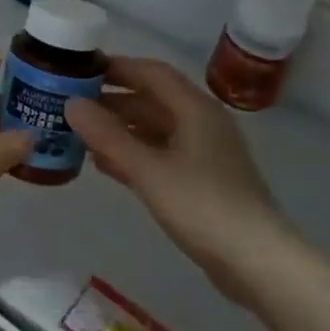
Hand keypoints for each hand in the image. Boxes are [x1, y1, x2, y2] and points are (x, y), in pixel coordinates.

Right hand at [67, 57, 298, 308]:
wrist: (258, 263)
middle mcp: (201, 123)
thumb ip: (108, 137)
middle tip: (71, 104)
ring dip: (120, 128)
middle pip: (152, 100)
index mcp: (195, 109)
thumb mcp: (149, 170)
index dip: (116, 67)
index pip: (151, 73)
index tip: (80, 69)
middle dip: (113, 100)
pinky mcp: (202, 181)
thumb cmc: (203, 207)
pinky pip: (161, 154)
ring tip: (80, 133)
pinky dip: (134, 153)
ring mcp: (204, 153)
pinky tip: (105, 165)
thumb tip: (71, 103)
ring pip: (155, 129)